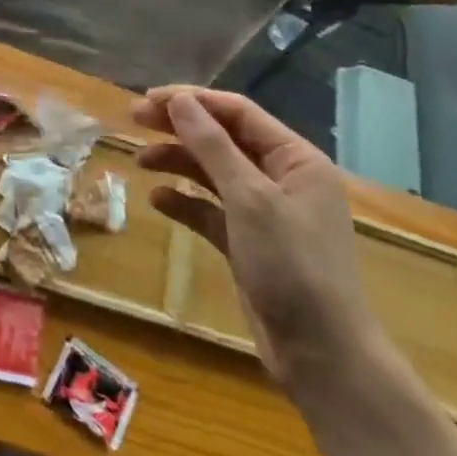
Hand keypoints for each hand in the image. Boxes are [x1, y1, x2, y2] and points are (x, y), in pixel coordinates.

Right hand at [134, 87, 382, 392]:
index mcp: (296, 159)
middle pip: (223, 138)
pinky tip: (159, 200)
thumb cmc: (292, 266)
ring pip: (214, 172)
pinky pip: (212, 209)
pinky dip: (186, 201)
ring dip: (178, 162)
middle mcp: (283, 178)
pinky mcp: (250, 243)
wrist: (322, 356)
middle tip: (134, 120)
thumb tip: (179, 100)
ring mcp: (266, 212)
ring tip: (140, 161)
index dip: (192, 101)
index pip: (238, 112)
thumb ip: (212, 145)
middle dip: (180, 127)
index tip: (147, 100)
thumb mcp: (250, 199)